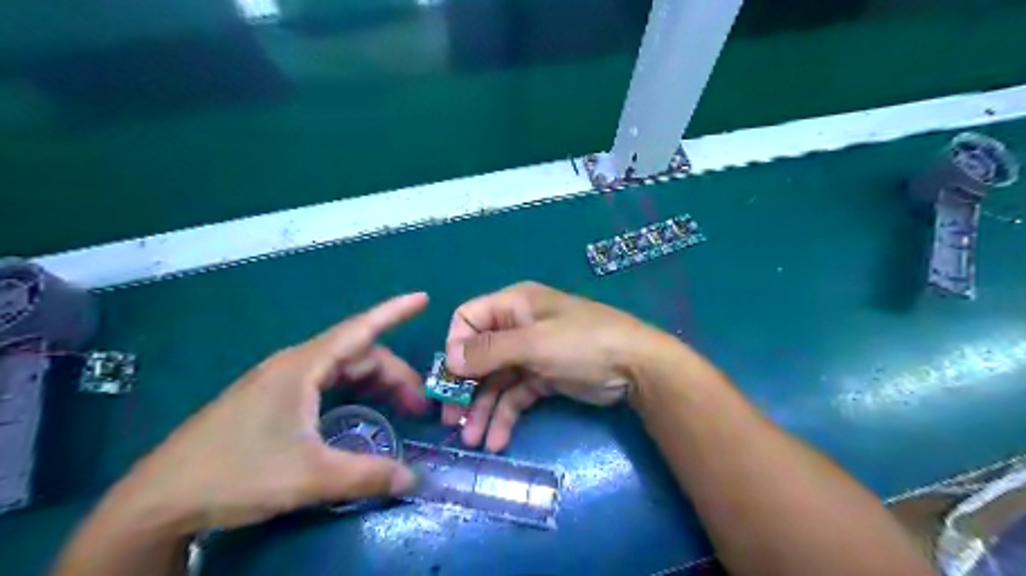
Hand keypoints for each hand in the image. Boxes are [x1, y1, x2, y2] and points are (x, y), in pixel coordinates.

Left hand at [114, 294, 430, 533]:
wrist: (159, 500)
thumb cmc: (235, 474)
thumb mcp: (309, 476)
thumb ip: (367, 474)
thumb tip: (412, 479)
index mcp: (302, 367)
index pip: (359, 330)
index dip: (393, 313)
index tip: (423, 299)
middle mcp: (294, 365)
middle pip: (357, 356)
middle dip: (393, 375)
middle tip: (419, 405)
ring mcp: (281, 381)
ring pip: (341, 371)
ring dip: (375, 385)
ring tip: (399, 409)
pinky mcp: (272, 399)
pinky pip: (326, 384)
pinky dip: (354, 392)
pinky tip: (361, 412)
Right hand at [441, 283, 665, 454]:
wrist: (636, 367)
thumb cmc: (583, 343)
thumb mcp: (535, 343)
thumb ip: (490, 351)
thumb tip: (450, 359)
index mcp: (513, 305)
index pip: (468, 319)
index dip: (455, 346)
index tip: (451, 378)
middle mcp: (517, 327)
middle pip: (479, 356)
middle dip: (465, 388)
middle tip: (451, 420)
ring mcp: (530, 354)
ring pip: (496, 381)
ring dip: (482, 409)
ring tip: (472, 441)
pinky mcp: (543, 378)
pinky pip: (515, 396)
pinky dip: (505, 416)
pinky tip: (496, 440)